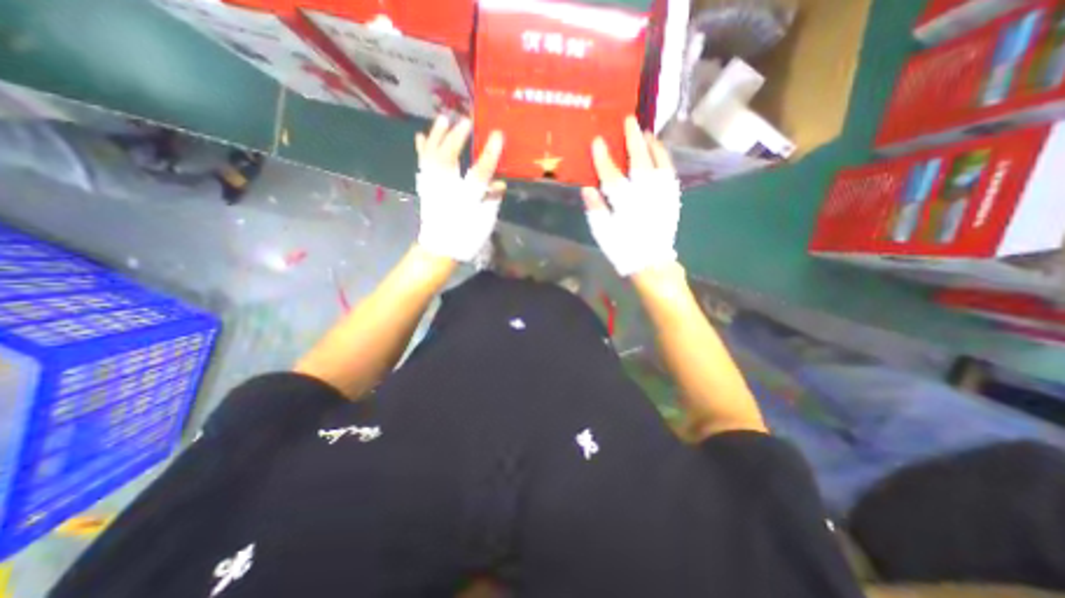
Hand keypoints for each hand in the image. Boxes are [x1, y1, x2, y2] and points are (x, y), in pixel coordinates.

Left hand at [413, 114, 503, 260]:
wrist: (441, 248)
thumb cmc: (466, 236)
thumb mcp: (485, 221)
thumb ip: (492, 200)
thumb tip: (499, 183)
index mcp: (466, 199)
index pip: (479, 173)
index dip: (489, 154)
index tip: (498, 135)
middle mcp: (447, 189)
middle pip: (449, 157)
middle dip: (457, 137)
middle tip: (466, 121)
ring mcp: (432, 187)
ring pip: (431, 156)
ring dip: (437, 136)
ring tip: (443, 119)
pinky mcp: (425, 188)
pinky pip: (422, 164)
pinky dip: (421, 149)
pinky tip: (420, 136)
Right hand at [581, 116, 681, 278]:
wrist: (651, 263)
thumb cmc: (623, 250)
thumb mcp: (603, 234)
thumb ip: (596, 210)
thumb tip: (587, 188)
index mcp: (625, 203)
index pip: (611, 175)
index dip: (603, 158)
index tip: (597, 140)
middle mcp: (645, 194)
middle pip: (638, 161)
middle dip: (632, 140)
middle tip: (629, 120)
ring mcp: (661, 195)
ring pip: (658, 162)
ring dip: (652, 145)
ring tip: (646, 132)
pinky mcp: (672, 199)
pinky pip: (670, 173)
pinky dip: (665, 158)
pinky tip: (660, 151)